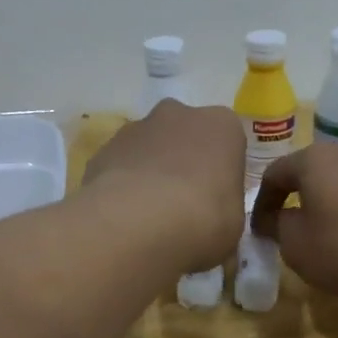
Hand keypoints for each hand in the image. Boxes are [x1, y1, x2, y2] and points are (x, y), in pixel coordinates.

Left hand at [81, 100, 246, 272]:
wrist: (137, 224)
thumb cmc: (202, 219)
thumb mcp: (233, 224)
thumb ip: (224, 208)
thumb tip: (211, 218)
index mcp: (222, 126)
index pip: (228, 142)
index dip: (222, 173)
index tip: (217, 199)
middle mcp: (179, 114)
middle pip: (186, 136)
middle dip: (185, 162)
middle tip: (184, 204)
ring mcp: (136, 128)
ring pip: (150, 148)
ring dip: (152, 172)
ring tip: (149, 215)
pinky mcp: (103, 149)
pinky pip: (120, 166)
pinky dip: (123, 185)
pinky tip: (124, 217)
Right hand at [250, 144, 337, 297]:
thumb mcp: (297, 246)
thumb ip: (277, 228)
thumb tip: (275, 218)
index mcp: (314, 160)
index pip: (274, 174)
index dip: (261, 204)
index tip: (259, 231)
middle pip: (312, 176)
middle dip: (298, 203)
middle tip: (291, 235)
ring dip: (330, 211)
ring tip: (329, 243)